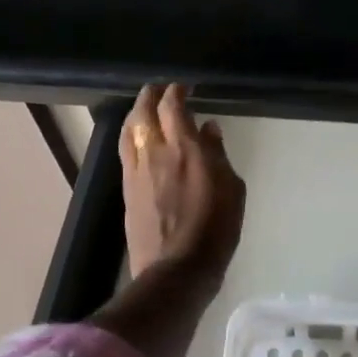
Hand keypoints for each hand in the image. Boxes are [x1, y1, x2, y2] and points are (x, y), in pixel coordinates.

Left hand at [120, 83, 246, 288]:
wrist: (177, 270)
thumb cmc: (215, 229)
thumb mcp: (232, 189)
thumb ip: (218, 154)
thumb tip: (208, 128)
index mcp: (185, 148)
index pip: (173, 106)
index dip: (176, 91)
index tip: (184, 87)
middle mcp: (155, 152)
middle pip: (144, 111)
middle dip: (151, 95)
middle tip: (161, 90)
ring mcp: (137, 170)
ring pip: (129, 129)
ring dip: (137, 112)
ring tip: (146, 108)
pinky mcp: (127, 188)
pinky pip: (126, 150)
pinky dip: (131, 135)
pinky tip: (138, 138)